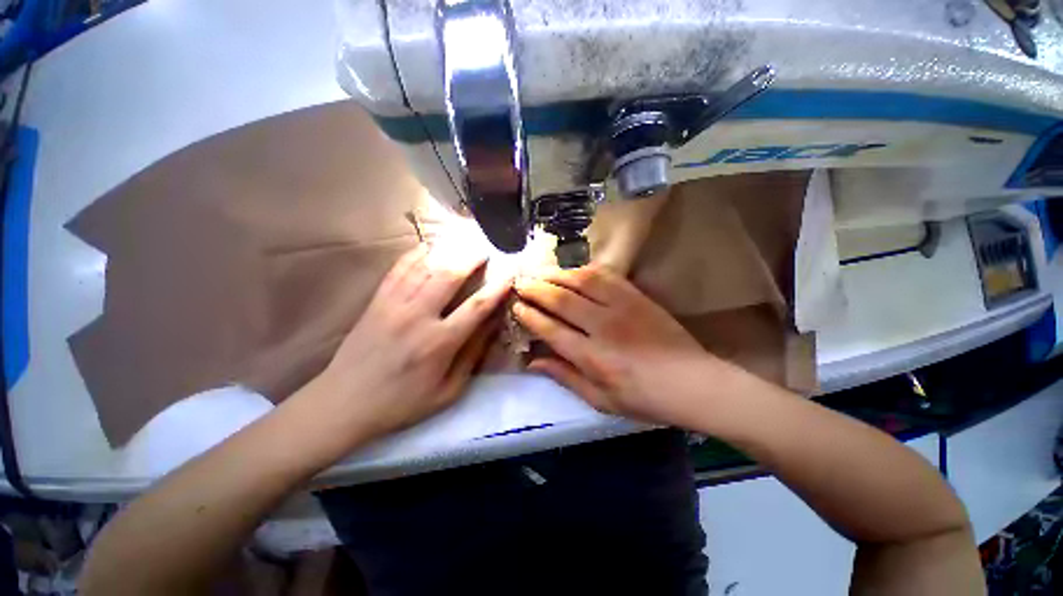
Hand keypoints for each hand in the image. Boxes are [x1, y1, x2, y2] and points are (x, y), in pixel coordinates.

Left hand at [314, 244, 511, 442]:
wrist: (344, 403)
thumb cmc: (402, 403)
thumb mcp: (448, 391)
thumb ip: (472, 356)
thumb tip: (492, 325)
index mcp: (439, 343)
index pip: (477, 307)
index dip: (497, 287)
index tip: (510, 273)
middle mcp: (417, 317)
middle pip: (449, 276)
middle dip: (471, 259)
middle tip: (485, 250)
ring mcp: (393, 305)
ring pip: (424, 267)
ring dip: (447, 252)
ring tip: (462, 244)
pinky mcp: (376, 301)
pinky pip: (398, 269)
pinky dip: (415, 254)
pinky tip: (427, 247)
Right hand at [513, 265, 741, 427]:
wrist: (693, 382)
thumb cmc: (644, 398)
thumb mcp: (600, 399)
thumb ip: (565, 377)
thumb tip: (532, 362)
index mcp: (592, 357)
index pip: (551, 329)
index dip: (530, 316)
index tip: (516, 307)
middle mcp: (603, 327)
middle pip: (561, 300)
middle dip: (536, 289)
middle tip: (520, 282)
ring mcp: (622, 306)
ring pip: (581, 281)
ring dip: (556, 274)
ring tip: (539, 271)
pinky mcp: (637, 296)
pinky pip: (605, 275)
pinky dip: (584, 270)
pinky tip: (572, 269)